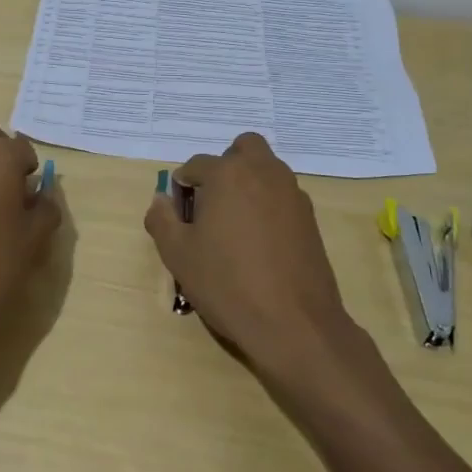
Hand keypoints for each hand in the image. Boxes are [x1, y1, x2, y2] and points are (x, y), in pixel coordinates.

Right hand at [145, 133, 369, 397]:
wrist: (294, 323)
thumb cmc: (227, 283)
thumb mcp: (178, 254)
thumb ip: (163, 220)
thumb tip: (161, 200)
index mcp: (228, 174)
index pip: (197, 165)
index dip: (183, 185)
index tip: (179, 210)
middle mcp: (264, 173)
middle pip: (244, 148)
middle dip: (226, 165)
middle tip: (212, 201)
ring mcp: (293, 194)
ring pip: (267, 170)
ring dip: (249, 183)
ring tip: (234, 225)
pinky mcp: (310, 219)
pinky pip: (283, 197)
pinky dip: (268, 206)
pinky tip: (259, 243)